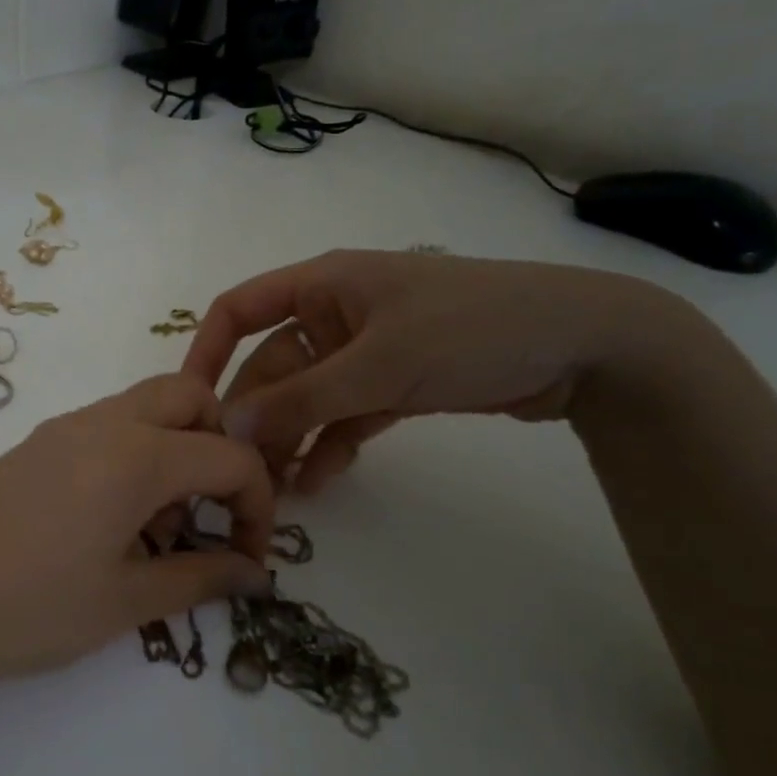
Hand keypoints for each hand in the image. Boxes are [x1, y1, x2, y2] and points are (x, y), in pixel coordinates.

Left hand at [0, 374, 275, 687]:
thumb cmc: (25, 606)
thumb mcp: (123, 602)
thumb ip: (199, 578)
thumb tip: (253, 572)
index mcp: (137, 455)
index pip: (231, 456)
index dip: (259, 506)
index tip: (249, 560)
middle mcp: (105, 422)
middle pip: (191, 398)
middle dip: (220, 447)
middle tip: (208, 514)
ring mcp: (65, 427)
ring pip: (147, 407)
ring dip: (176, 450)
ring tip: (157, 529)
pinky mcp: (37, 444)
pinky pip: (109, 426)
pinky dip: (136, 455)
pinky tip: (112, 522)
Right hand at [182, 250, 668, 492]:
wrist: (585, 345)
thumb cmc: (469, 329)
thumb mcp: (378, 364)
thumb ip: (300, 398)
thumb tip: (228, 427)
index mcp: (322, 285)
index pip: (240, 309)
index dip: (207, 350)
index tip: (190, 403)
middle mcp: (334, 314)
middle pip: (272, 365)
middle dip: (256, 415)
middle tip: (236, 472)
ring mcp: (365, 351)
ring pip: (307, 396)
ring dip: (290, 438)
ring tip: (273, 490)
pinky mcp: (395, 383)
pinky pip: (345, 415)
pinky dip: (330, 444)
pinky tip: (318, 482)